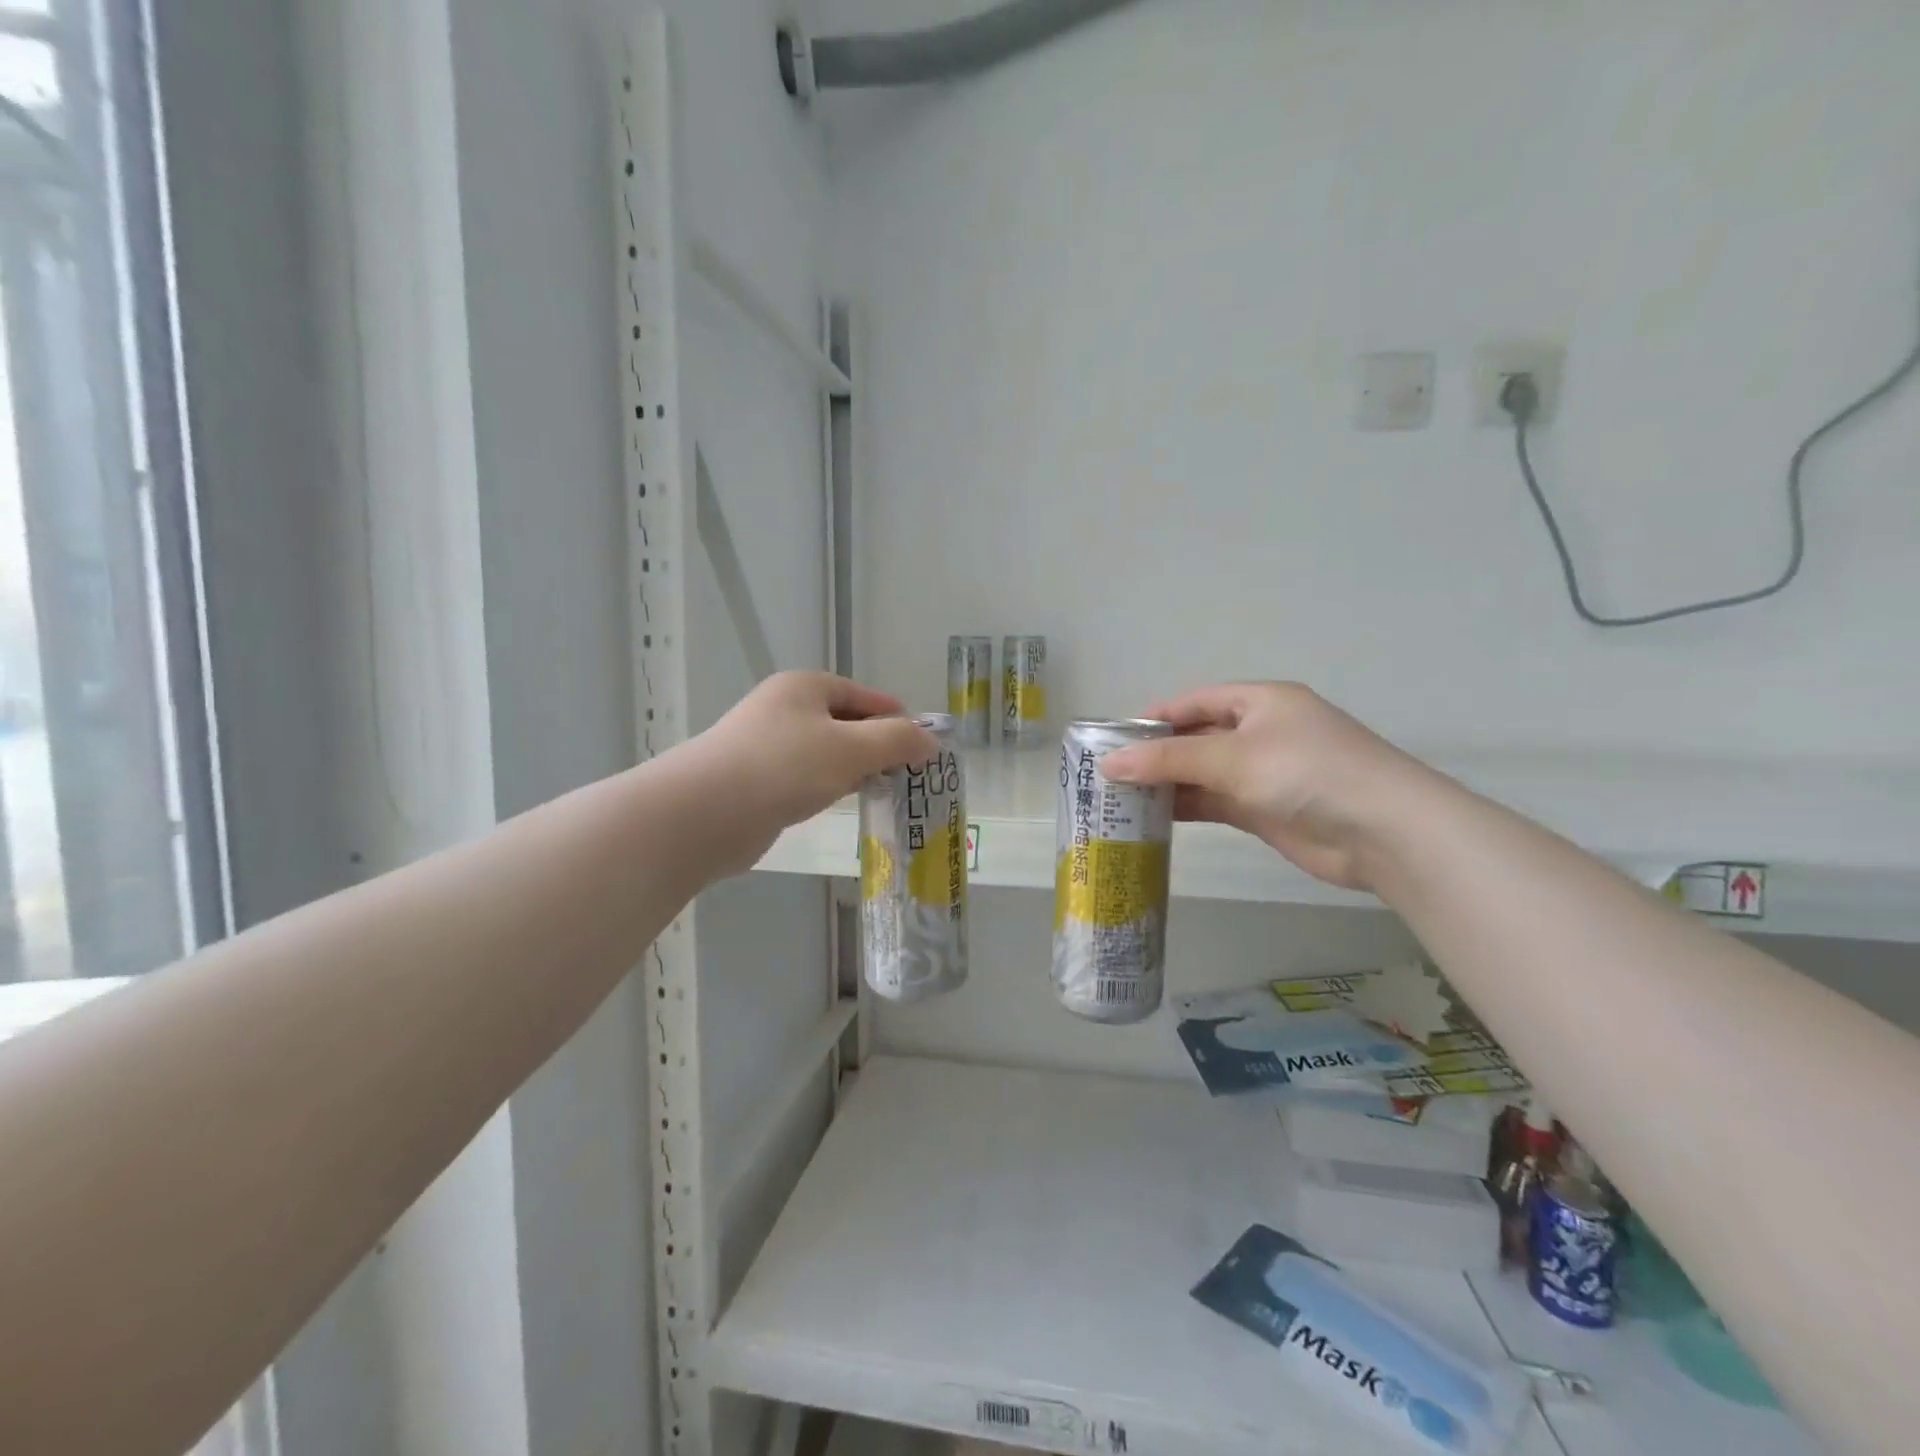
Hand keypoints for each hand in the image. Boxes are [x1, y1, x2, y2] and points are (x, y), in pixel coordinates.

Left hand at [683, 672, 938, 874]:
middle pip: (846, 722)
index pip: (866, 696)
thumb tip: (930, 742)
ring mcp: (766, 743)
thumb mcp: (852, 749)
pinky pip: (805, 776)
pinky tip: (838, 803)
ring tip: (881, 791)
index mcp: (806, 686)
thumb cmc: (785, 767)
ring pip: (826, 752)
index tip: (924, 749)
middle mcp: (785, 707)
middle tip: (907, 775)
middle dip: (878, 746)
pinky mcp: (756, 778)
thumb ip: (897, 742)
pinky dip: (826, 786)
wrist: (704, 813)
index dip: (898, 719)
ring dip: (853, 769)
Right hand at [1099, 682, 1426, 891]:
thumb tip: (1109, 763)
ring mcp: (1263, 773)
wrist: (1382, 832)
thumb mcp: (1233, 756)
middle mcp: (1260, 732)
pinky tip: (1153, 817)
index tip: (1112, 738)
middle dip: (1155, 753)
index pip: (1194, 701)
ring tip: (1120, 796)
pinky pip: (1215, 801)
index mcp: (1259, 702)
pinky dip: (1186, 806)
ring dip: (1167, 783)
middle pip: (1196, 737)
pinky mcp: (1264, 809)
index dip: (1154, 717)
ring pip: (1202, 772)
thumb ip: (1169, 759)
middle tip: (1108, 772)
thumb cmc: (1307, 772)